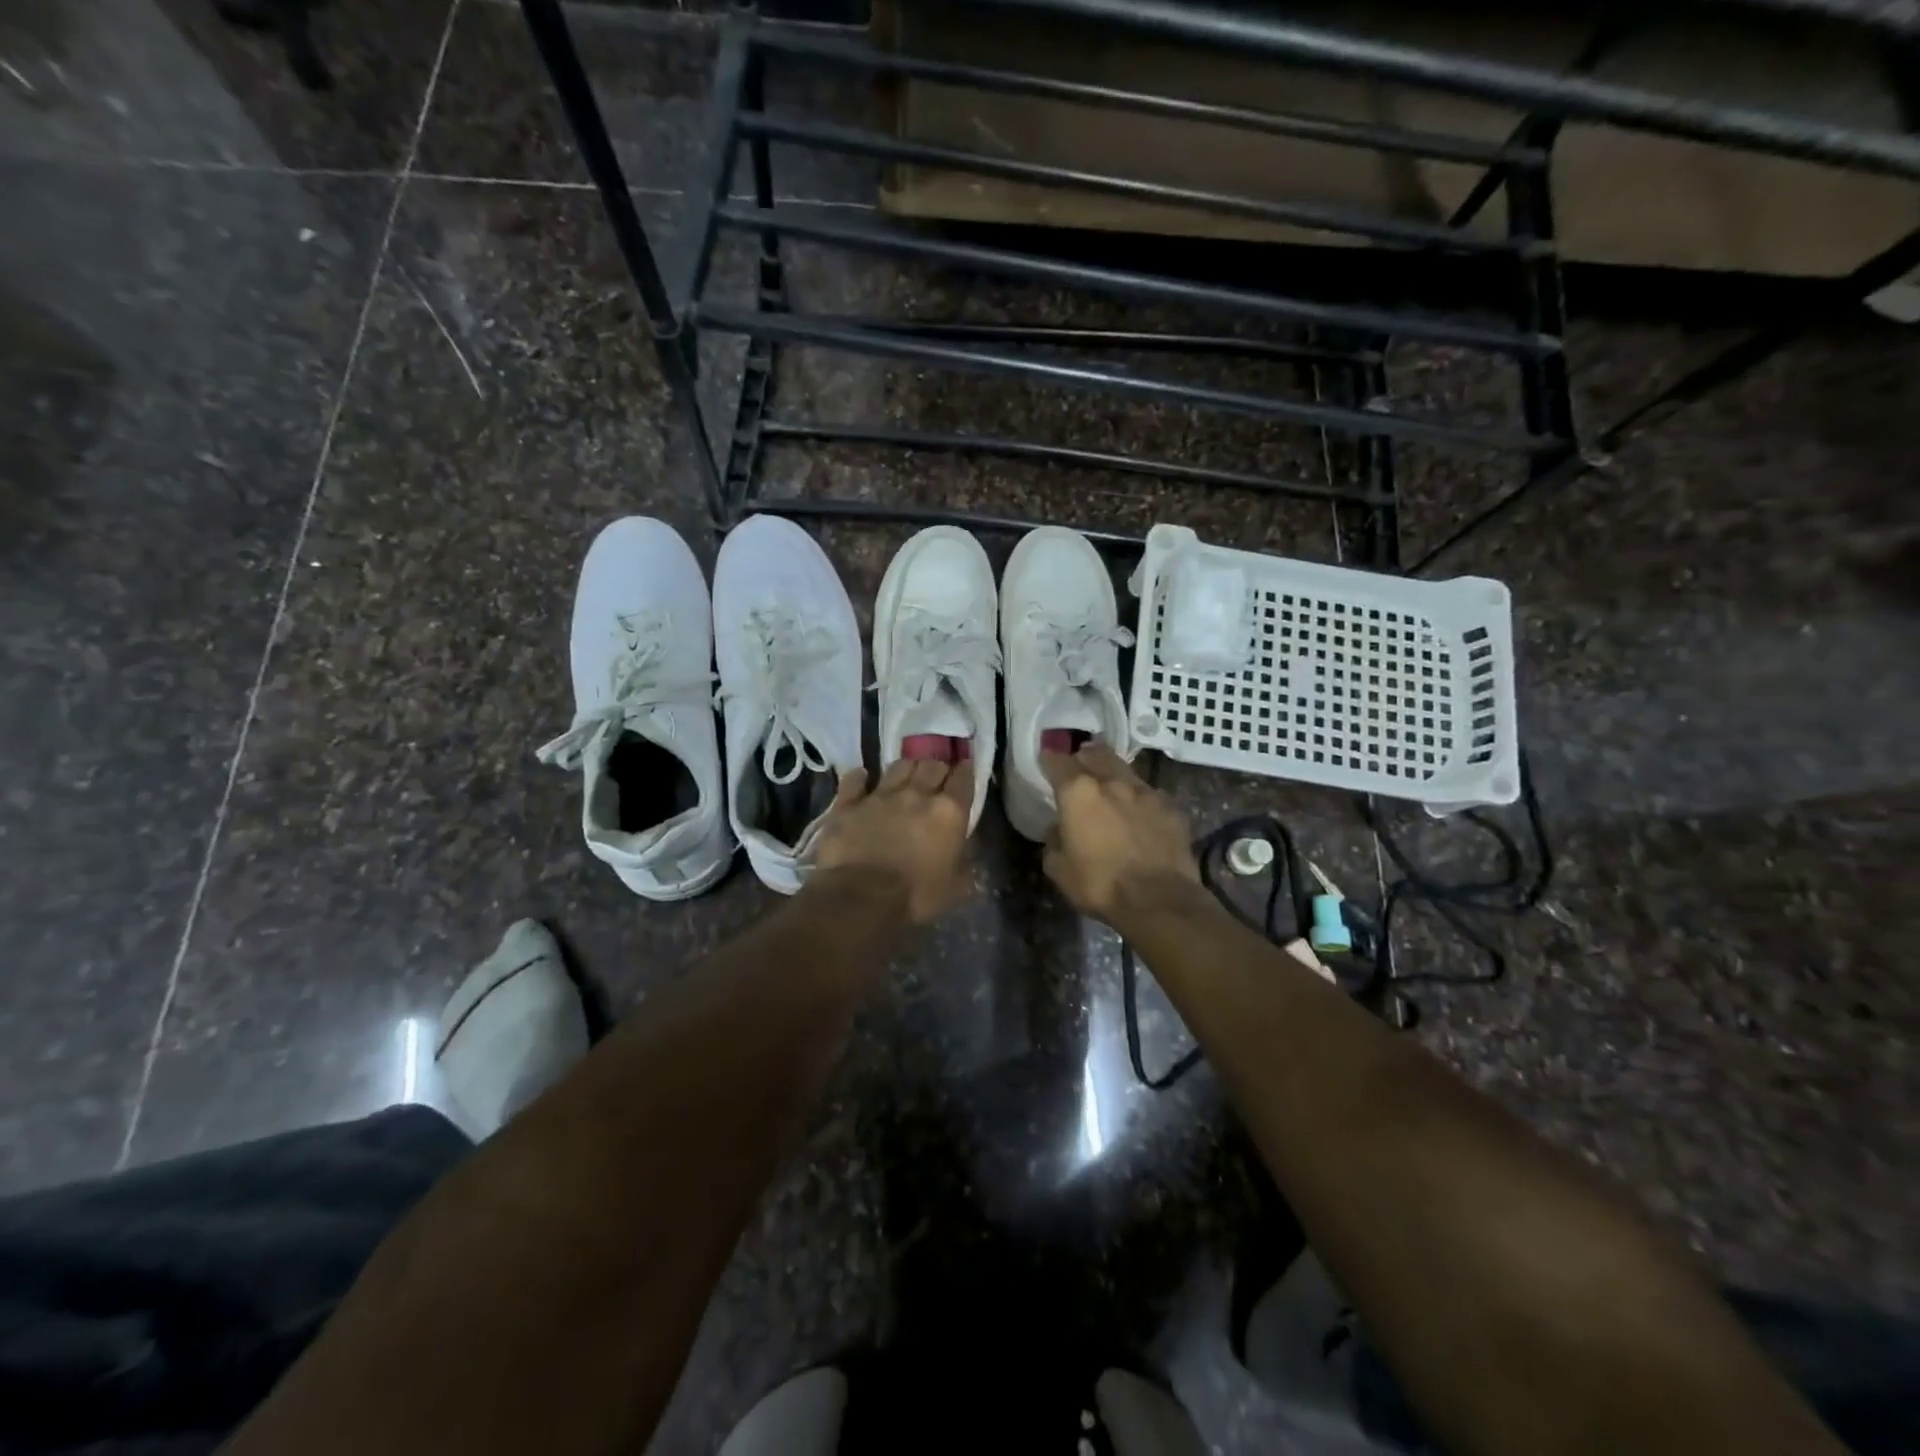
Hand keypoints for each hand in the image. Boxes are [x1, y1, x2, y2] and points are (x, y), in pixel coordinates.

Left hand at [812, 759, 974, 924]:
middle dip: (937, 767)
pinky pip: (855, 780)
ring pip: (898, 766)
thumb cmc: (916, 896)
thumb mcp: (956, 886)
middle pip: (931, 765)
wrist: (861, 898)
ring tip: (906, 774)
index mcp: (948, 812)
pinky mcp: (849, 803)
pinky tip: (863, 779)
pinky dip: (861, 778)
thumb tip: (966, 846)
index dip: (966, 770)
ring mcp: (880, 795)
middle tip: (937, 775)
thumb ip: (964, 860)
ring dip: (906, 768)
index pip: (963, 779)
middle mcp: (916, 794)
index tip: (965, 768)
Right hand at [1041, 744, 1199, 925]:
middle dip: (1084, 756)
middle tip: (1079, 765)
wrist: (1159, 900)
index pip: (1057, 761)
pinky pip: (1150, 795)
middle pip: (1095, 754)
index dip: (1049, 758)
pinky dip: (1139, 799)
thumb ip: (1054, 841)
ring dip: (1113, 774)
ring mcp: (1146, 792)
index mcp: (1079, 792)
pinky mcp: (1171, 808)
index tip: (1046, 759)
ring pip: (1125, 770)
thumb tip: (1059, 829)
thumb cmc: (1100, 884)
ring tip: (1109, 786)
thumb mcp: (1059, 869)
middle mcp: (1112, 782)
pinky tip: (1139, 813)